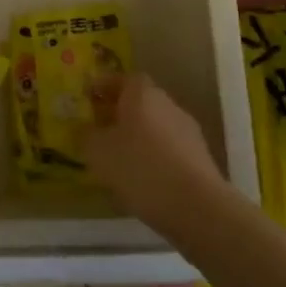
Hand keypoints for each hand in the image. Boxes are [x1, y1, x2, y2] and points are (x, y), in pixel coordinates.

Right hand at [78, 73, 224, 232]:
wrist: (198, 208)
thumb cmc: (140, 168)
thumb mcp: (98, 151)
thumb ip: (86, 135)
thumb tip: (85, 128)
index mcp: (143, 94)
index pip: (123, 78)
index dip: (105, 86)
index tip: (88, 98)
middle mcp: (168, 106)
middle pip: (141, 102)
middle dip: (119, 113)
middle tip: (98, 128)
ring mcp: (188, 133)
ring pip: (155, 127)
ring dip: (136, 137)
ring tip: (116, 159)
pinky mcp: (200, 160)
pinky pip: (168, 150)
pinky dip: (152, 157)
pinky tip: (140, 179)